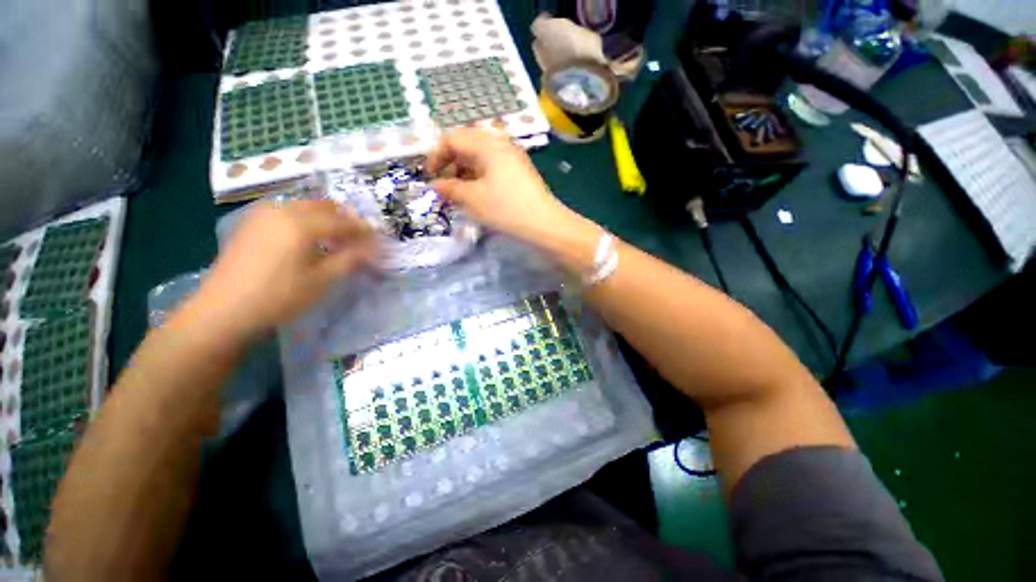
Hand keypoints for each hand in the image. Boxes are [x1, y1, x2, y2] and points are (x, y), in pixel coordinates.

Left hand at [189, 199, 375, 340]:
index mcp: (302, 224)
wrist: (223, 310)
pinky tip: (306, 239)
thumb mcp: (322, 280)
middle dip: (345, 220)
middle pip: (324, 206)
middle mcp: (282, 210)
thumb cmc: (279, 296)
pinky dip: (304, 220)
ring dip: (325, 219)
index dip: (364, 230)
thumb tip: (375, 248)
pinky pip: (286, 212)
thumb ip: (351, 259)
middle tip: (358, 238)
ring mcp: (263, 215)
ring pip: (304, 207)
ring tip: (334, 240)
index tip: (378, 239)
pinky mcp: (250, 223)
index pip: (343, 222)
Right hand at [427, 128, 575, 242]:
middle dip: (451, 163)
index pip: (453, 138)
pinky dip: (480, 176)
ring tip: (460, 192)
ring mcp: (513, 158)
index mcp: (488, 145)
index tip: (429, 177)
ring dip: (465, 171)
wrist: (544, 225)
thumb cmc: (506, 209)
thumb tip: (434, 185)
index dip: (436, 156)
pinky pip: (493, 166)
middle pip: (467, 144)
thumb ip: (449, 189)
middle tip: (445, 185)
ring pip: (481, 156)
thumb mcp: (473, 199)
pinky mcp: (520, 172)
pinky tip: (478, 193)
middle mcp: (501, 144)